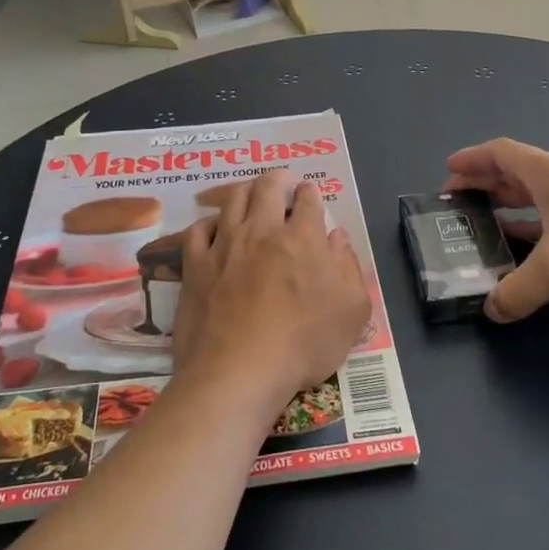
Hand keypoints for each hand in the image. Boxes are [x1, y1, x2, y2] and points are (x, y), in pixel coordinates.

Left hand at [170, 172, 370, 417]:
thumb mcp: (352, 312)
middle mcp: (262, 231)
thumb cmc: (304, 344)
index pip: (309, 200)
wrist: (240, 371)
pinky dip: (208, 222)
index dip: (311, 193)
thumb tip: (338, 237)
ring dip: (245, 190)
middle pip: (268, 187)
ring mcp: (225, 245)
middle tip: (282, 180)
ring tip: (250, 192)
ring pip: (232, 200)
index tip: (310, 195)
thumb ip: (349, 268)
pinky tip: (213, 228)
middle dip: (278, 178)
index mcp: (303, 238)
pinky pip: (198, 230)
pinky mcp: (195, 265)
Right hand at [444, 139, 548, 321]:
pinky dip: (535, 225)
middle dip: (484, 184)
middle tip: (457, 203)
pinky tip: (529, 248)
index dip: (471, 160)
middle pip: (516, 173)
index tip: (447, 172)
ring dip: (509, 205)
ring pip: (538, 195)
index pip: (500, 153)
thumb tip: (492, 310)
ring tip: (484, 225)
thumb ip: (520, 290)